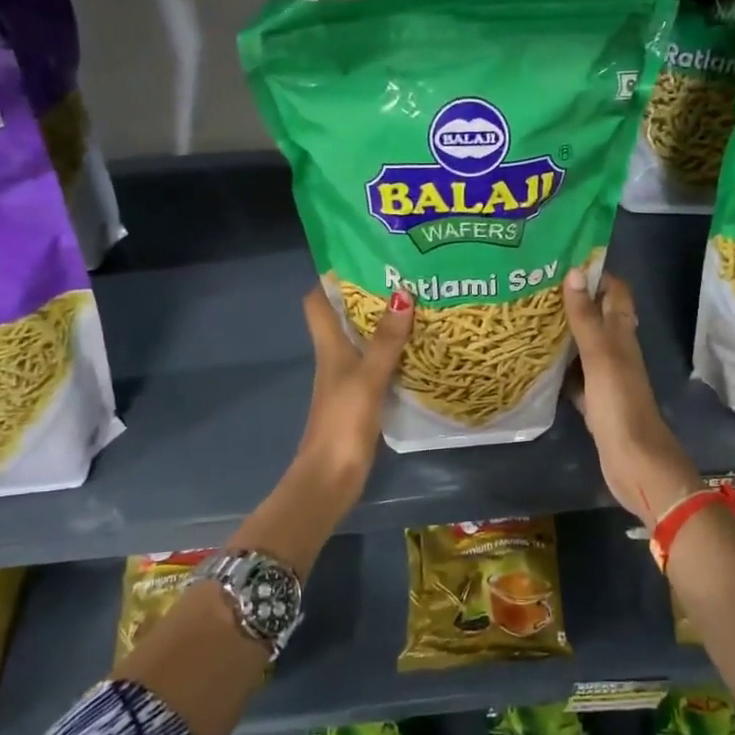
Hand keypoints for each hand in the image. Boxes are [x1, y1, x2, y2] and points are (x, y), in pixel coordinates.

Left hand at [296, 284, 412, 504]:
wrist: (330, 476)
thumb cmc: (343, 421)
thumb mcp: (368, 377)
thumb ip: (386, 340)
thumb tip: (403, 293)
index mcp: (328, 346)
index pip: (317, 301)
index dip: (331, 278)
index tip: (361, 258)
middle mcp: (334, 357)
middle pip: (343, 317)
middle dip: (368, 297)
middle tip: (403, 278)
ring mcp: (347, 379)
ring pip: (362, 340)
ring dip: (383, 325)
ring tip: (417, 306)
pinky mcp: (360, 399)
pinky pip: (376, 365)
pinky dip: (392, 354)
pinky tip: (417, 351)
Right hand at [562, 271, 700, 526]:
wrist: (635, 462)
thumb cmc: (620, 405)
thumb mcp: (600, 356)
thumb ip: (586, 318)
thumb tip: (574, 272)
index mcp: (622, 336)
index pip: (616, 293)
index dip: (597, 273)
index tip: (564, 258)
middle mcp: (617, 352)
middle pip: (598, 317)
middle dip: (575, 300)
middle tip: (537, 285)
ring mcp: (607, 379)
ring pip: (585, 346)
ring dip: (565, 332)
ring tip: (531, 316)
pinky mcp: (596, 403)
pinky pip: (576, 377)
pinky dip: (561, 368)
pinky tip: (538, 363)